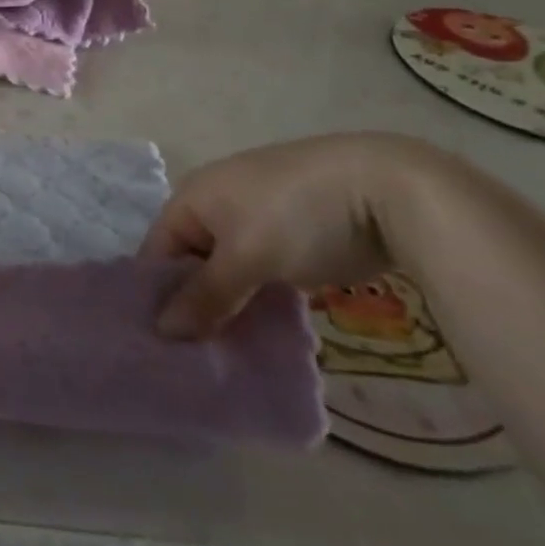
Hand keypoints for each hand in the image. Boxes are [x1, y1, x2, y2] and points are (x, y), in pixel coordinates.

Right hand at [140, 132, 453, 339]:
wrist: (387, 188)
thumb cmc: (297, 216)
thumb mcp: (248, 257)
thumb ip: (206, 295)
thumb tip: (162, 331)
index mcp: (193, 196)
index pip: (158, 250)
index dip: (157, 295)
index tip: (162, 346)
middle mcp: (216, 203)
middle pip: (192, 261)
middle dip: (195, 305)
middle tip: (196, 357)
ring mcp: (256, 218)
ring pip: (229, 270)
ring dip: (229, 307)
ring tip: (229, 355)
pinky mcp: (292, 235)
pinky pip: (260, 272)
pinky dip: (259, 300)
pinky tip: (265, 333)